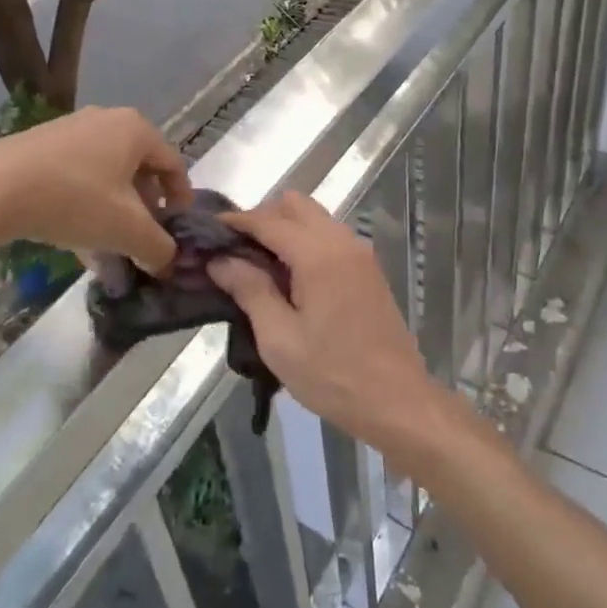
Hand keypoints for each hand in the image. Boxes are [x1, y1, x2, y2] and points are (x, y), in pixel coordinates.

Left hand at [0, 106, 191, 272]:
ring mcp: (70, 129)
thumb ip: (158, 247)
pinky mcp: (40, 144)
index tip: (177, 231)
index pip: (174, 164)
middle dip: (144, 208)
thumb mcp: (127, 230)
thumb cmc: (74, 200)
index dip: (181, 200)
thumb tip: (169, 261)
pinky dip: (85, 204)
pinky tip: (75, 237)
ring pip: (106, 175)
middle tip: (142, 240)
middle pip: (139, 169)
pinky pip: (77, 175)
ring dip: (114, 210)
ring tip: (108, 247)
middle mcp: (106, 119)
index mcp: (136, 129)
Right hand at [206, 191, 446, 463]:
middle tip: (235, 250)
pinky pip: (329, 236)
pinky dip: (304, 241)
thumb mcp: (279, 339)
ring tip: (257, 264)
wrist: (398, 402)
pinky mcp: (368, 270)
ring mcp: (360, 254)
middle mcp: (342, 242)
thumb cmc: (333, 374)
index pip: (269, 220)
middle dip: (262, 218)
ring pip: (315, 218)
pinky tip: (289, 276)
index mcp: (318, 255)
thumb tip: (220, 260)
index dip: (236, 221)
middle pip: (296, 205)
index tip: (208, 231)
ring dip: (285, 228)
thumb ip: (249, 290)